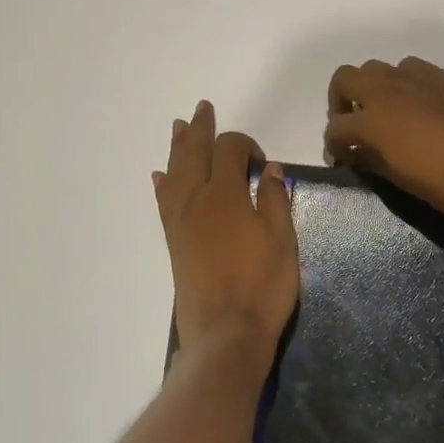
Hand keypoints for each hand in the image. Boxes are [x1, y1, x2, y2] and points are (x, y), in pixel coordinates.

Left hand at [154, 101, 297, 365]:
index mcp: (226, 195)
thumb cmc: (262, 286)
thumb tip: (269, 169)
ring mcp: (180, 221)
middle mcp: (196, 200)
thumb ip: (275, 200)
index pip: (229, 150)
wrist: (225, 333)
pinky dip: (163, 184)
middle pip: (194, 153)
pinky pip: (163, 202)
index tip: (262, 162)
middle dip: (200, 129)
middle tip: (202, 108)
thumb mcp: (283, 240)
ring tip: (178, 127)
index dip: (245, 145)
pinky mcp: (174, 242)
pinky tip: (160, 176)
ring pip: (175, 172)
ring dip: (177, 147)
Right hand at [323, 58, 443, 224]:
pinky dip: (406, 84)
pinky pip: (414, 70)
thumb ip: (372, 160)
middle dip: (342, 100)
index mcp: (373, 120)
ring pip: (381, 68)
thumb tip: (357, 154)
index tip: (342, 158)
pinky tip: (421, 107)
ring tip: (388, 113)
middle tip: (355, 124)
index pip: (336, 127)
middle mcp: (389, 90)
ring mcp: (419, 78)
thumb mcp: (400, 179)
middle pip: (347, 77)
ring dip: (375, 88)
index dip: (334, 145)